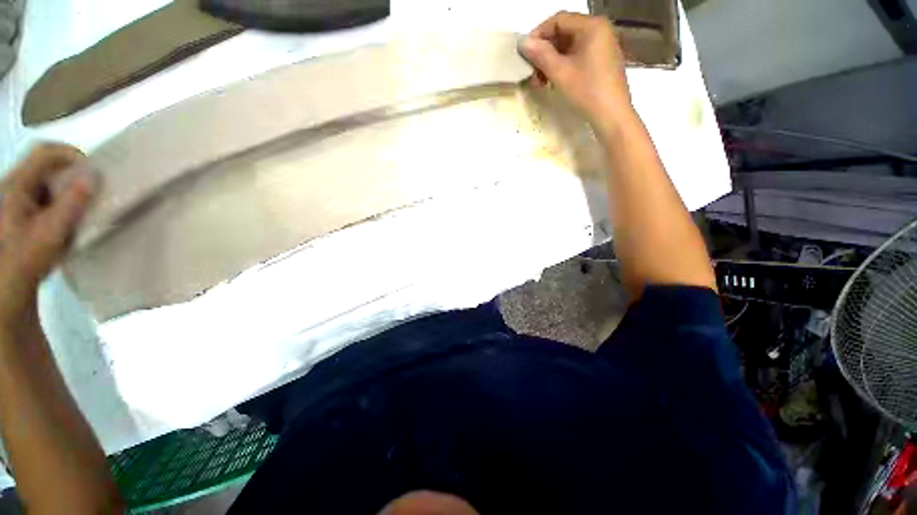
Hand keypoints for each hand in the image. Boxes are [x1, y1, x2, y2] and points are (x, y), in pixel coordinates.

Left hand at [0, 144, 97, 326]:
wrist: (9, 285)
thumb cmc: (27, 258)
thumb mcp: (51, 231)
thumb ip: (72, 202)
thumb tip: (94, 176)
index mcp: (17, 184)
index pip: (46, 152)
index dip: (71, 154)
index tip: (94, 171)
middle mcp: (15, 185)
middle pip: (47, 166)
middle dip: (72, 175)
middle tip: (92, 192)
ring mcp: (17, 199)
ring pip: (47, 181)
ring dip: (68, 190)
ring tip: (81, 209)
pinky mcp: (23, 212)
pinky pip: (45, 195)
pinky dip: (61, 202)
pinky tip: (67, 220)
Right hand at [519, 12, 633, 130]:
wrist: (612, 115)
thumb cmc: (587, 91)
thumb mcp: (560, 73)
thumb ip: (541, 55)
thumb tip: (523, 43)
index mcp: (591, 26)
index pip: (558, 20)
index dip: (538, 35)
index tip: (525, 54)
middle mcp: (598, 30)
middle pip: (564, 33)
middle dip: (544, 52)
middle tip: (531, 72)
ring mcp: (601, 46)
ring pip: (569, 46)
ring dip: (551, 62)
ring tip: (540, 82)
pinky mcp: (601, 61)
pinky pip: (577, 56)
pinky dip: (562, 66)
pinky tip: (553, 81)